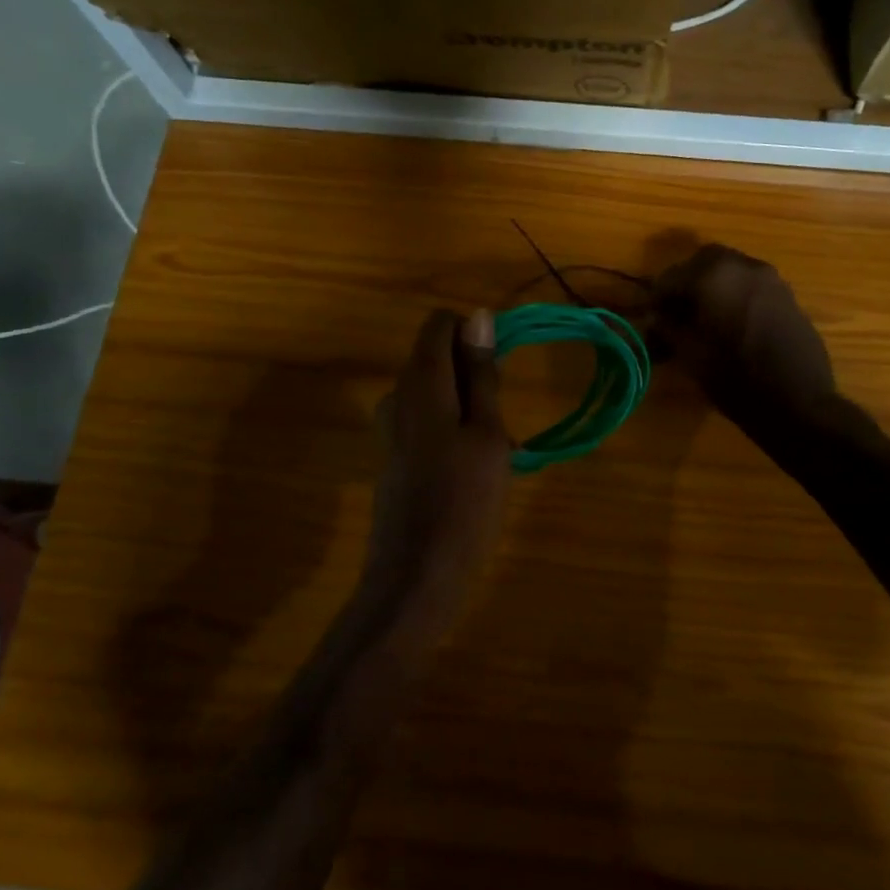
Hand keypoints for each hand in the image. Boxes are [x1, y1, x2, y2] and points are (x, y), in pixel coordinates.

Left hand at [364, 309, 510, 623]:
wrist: (416, 574)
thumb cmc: (464, 501)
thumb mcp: (487, 434)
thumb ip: (481, 374)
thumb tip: (479, 316)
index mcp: (421, 382)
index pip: (439, 324)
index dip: (474, 335)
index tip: (500, 371)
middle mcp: (397, 395)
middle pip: (437, 357)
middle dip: (474, 377)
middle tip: (500, 422)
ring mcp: (390, 426)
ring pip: (436, 392)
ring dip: (467, 407)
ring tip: (493, 452)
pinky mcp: (392, 454)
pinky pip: (426, 421)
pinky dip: (452, 430)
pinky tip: (471, 470)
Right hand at [652, 245, 837, 432]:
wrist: (799, 403)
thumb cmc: (736, 379)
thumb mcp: (691, 356)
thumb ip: (668, 328)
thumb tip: (656, 317)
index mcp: (715, 276)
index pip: (672, 276)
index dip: (658, 297)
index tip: (651, 317)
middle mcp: (745, 266)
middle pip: (705, 261)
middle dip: (687, 281)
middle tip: (677, 311)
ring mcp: (772, 280)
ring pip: (732, 271)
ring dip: (714, 286)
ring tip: (704, 319)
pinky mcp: (789, 297)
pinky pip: (753, 286)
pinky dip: (737, 295)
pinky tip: (733, 325)